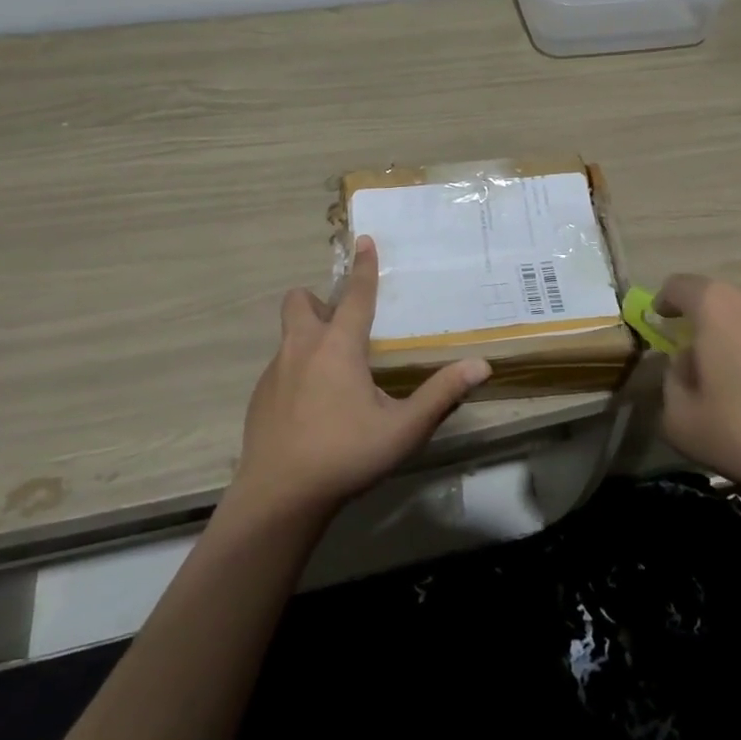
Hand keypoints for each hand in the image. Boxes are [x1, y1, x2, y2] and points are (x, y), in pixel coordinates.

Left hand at [230, 237, 491, 519]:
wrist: (278, 499)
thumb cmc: (345, 456)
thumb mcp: (402, 429)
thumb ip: (441, 395)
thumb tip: (481, 365)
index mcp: (338, 347)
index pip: (356, 295)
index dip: (364, 266)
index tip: (365, 239)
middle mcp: (302, 348)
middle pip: (300, 301)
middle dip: (320, 301)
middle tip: (343, 326)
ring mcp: (275, 372)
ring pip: (289, 335)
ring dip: (309, 337)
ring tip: (334, 373)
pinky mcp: (259, 397)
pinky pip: (281, 367)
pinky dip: (297, 371)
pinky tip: (312, 408)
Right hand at [656, 276, 740, 531]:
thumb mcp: (683, 422)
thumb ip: (670, 385)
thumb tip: (687, 367)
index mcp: (716, 303)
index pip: (677, 286)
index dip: (662, 302)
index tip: (659, 322)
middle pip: (717, 302)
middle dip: (703, 328)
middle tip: (700, 368)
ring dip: (739, 341)